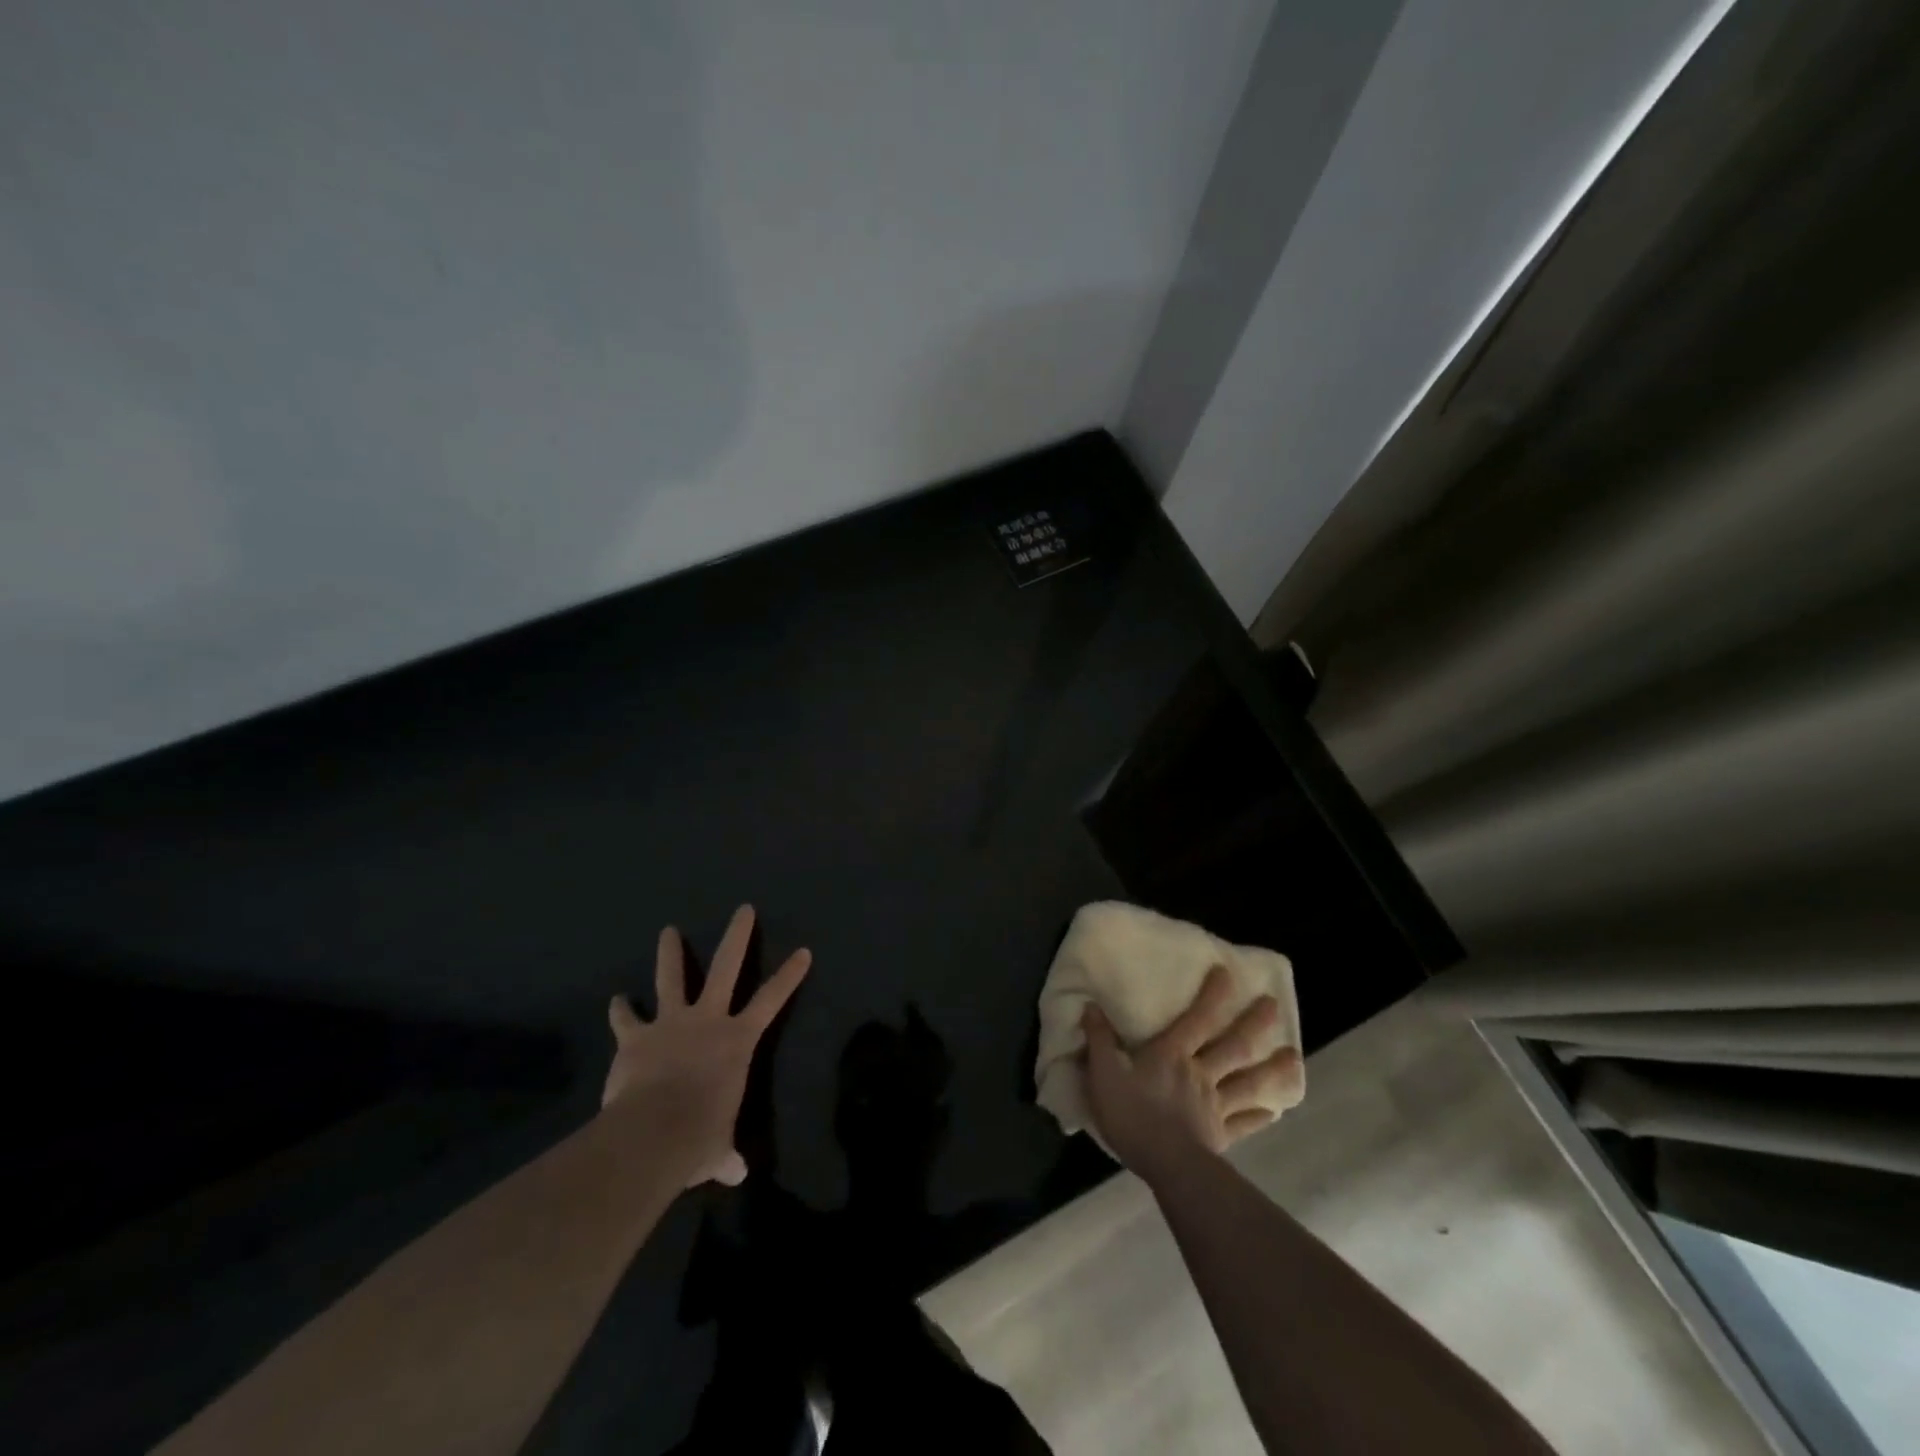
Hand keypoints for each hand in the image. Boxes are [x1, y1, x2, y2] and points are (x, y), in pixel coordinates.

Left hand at [602, 905, 809, 1187]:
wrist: (653, 1131)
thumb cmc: (698, 1136)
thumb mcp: (716, 1148)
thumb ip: (724, 1156)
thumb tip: (735, 1174)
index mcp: (737, 1041)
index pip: (772, 1001)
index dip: (789, 975)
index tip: (804, 950)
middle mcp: (707, 1020)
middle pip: (727, 967)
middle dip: (737, 936)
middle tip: (743, 908)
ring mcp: (670, 1022)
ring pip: (673, 978)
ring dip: (670, 953)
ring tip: (668, 930)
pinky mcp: (636, 1036)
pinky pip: (627, 1018)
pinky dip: (621, 1010)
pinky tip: (616, 1000)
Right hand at [1080, 964, 1299, 1182]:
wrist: (1166, 1165)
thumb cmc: (1133, 1114)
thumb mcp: (1103, 1072)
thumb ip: (1099, 1038)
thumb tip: (1091, 1005)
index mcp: (1172, 1054)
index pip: (1196, 1018)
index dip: (1212, 995)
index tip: (1228, 973)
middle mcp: (1200, 1073)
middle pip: (1233, 1045)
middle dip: (1254, 1024)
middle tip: (1274, 1006)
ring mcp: (1215, 1105)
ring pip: (1248, 1082)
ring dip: (1272, 1069)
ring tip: (1295, 1057)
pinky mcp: (1221, 1134)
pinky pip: (1244, 1122)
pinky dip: (1259, 1115)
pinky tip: (1274, 1111)